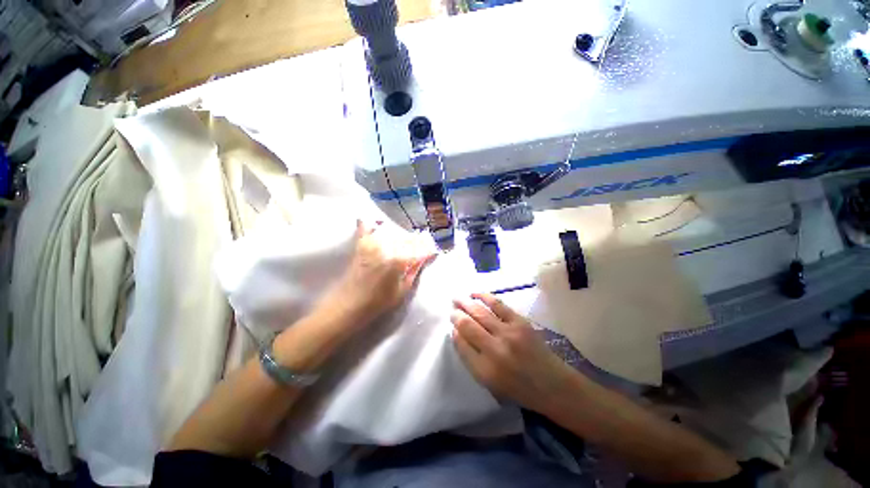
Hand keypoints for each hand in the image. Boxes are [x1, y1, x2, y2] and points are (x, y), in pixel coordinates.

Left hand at [328, 220, 435, 325]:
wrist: (349, 305)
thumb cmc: (379, 301)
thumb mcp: (403, 290)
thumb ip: (414, 271)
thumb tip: (425, 257)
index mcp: (398, 260)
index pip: (419, 249)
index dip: (428, 249)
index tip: (432, 251)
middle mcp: (386, 247)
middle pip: (407, 238)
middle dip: (417, 242)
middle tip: (421, 247)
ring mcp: (372, 243)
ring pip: (392, 232)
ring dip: (401, 235)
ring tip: (405, 242)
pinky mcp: (360, 244)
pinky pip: (367, 228)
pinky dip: (372, 224)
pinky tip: (379, 224)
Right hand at [451, 293, 574, 412]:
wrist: (553, 384)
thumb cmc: (518, 387)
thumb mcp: (489, 383)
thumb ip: (470, 358)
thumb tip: (457, 333)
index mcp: (485, 370)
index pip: (461, 343)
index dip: (454, 330)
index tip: (452, 323)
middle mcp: (495, 350)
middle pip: (468, 325)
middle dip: (456, 314)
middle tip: (451, 308)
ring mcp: (508, 333)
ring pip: (480, 312)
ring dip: (465, 303)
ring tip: (457, 298)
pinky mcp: (520, 322)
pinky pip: (497, 304)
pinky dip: (483, 297)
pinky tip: (474, 294)